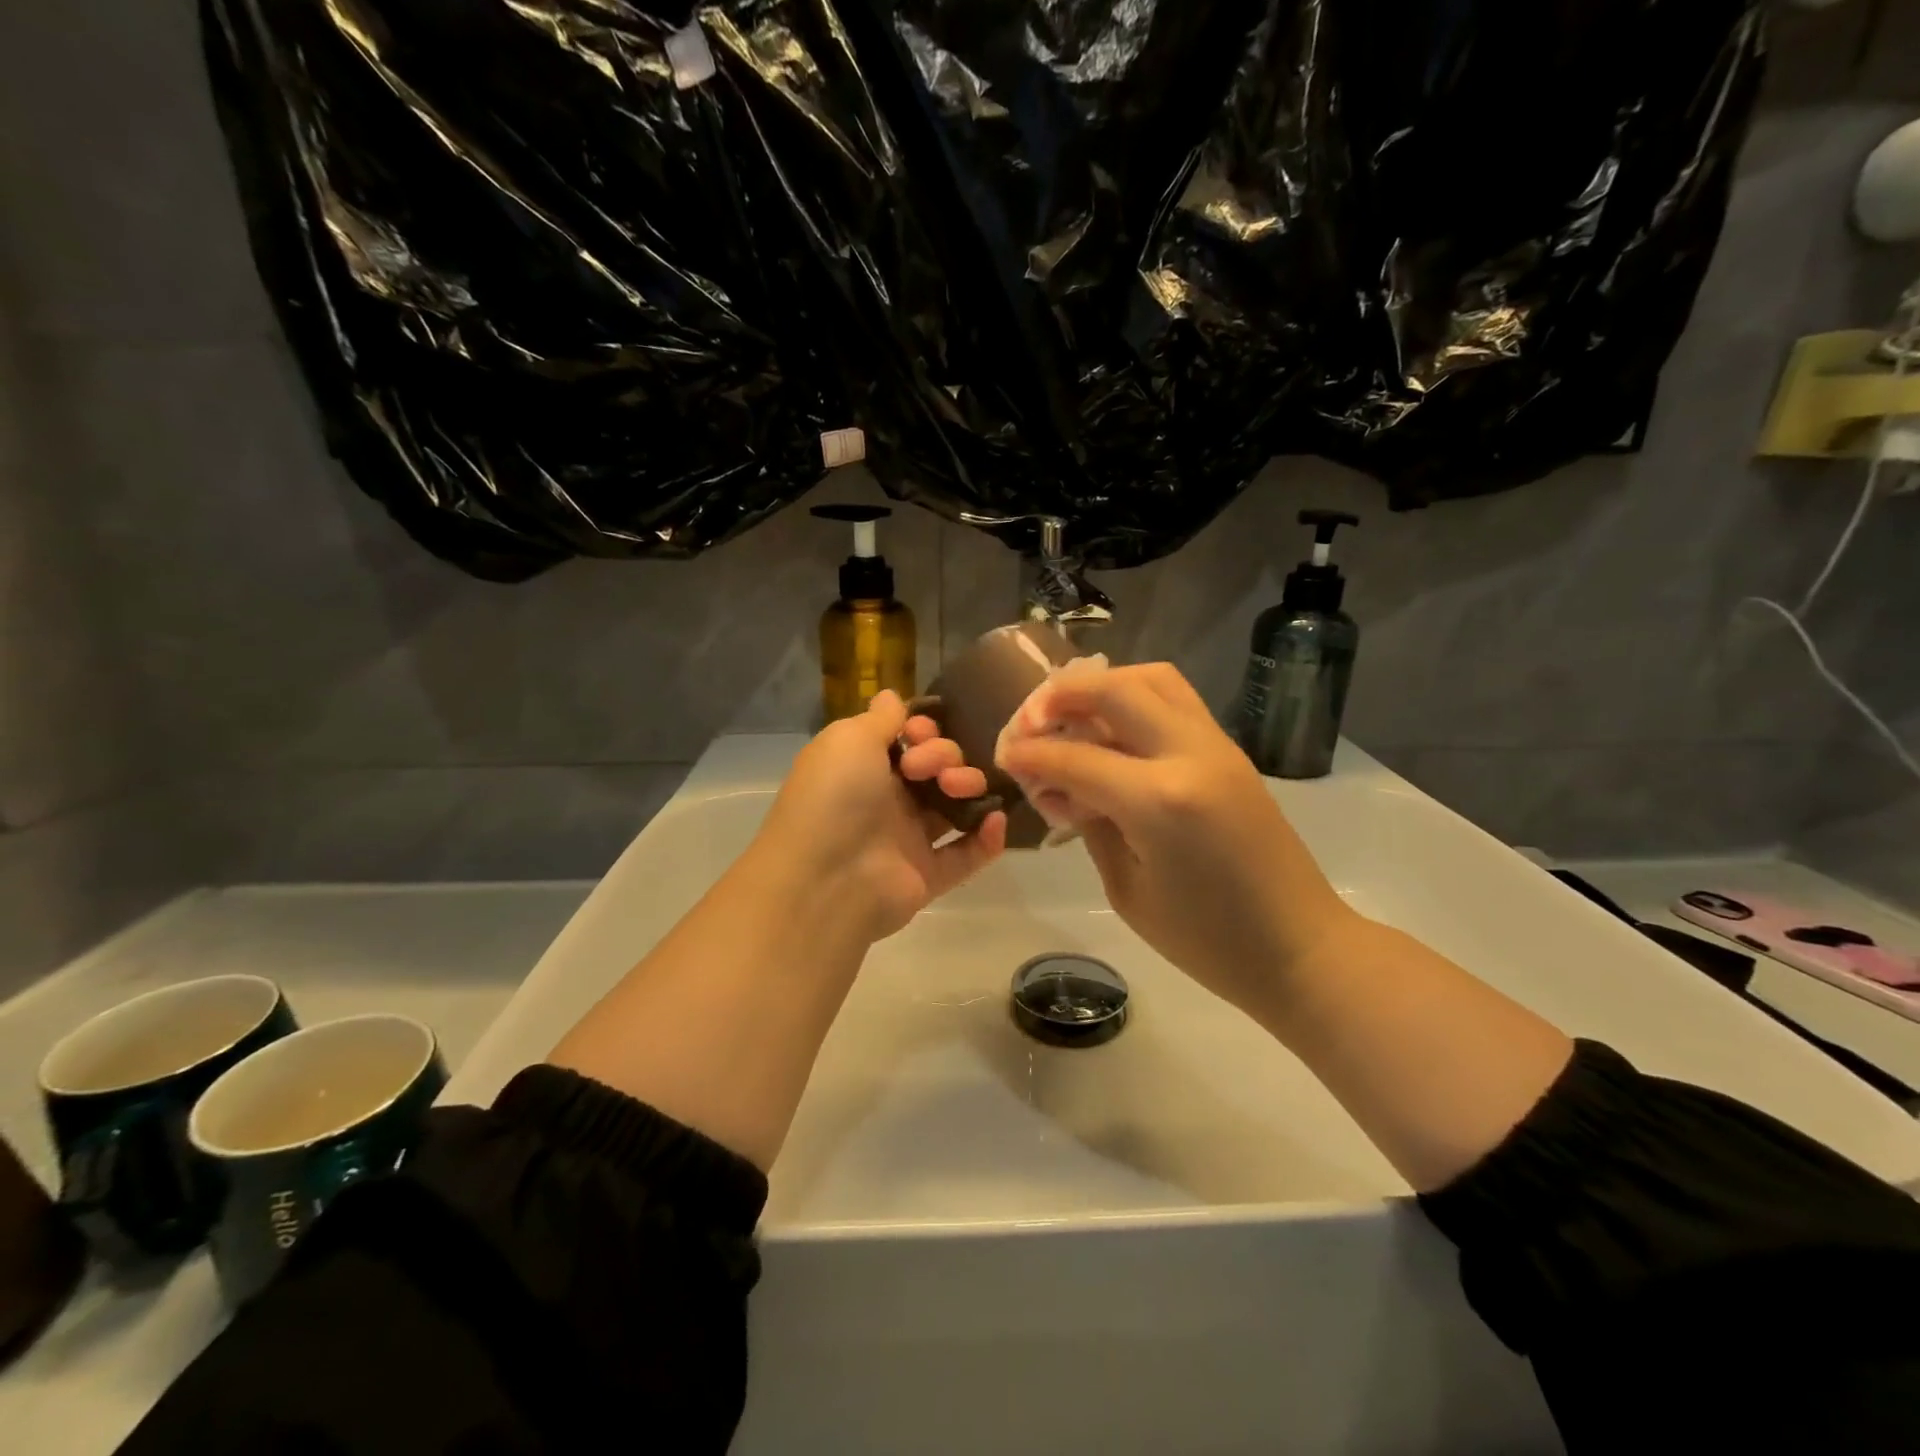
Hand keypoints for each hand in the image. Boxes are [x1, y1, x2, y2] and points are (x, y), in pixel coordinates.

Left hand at [754, 690, 1006, 942]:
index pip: (905, 740)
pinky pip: (966, 854)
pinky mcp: (927, 876)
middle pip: (934, 767)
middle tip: (927, 769)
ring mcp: (907, 840)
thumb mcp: (849, 739)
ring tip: (962, 788)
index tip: (920, 732)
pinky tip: (995, 819)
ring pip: (953, 806)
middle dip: (944, 755)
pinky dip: (986, 838)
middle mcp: (884, 800)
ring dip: (968, 786)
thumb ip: (880, 718)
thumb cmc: (835, 797)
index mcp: (862, 767)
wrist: (826, 879)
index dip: (922, 729)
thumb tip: (891, 696)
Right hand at [996, 664, 1354, 1018]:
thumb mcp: (1127, 890)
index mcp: (1160, 800)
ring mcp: (1216, 746)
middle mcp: (1190, 755)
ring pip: (1152, 678)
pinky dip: (1133, 699)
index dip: (1030, 753)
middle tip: (1030, 720)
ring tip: (1070, 713)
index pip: (1076, 757)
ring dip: (1103, 685)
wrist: (1300, 948)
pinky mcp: (1229, 751)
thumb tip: (1057, 785)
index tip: (1003, 753)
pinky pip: (1175, 700)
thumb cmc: (1207, 942)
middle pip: (1114, 689)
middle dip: (1060, 696)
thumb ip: (1088, 824)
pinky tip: (1109, 730)